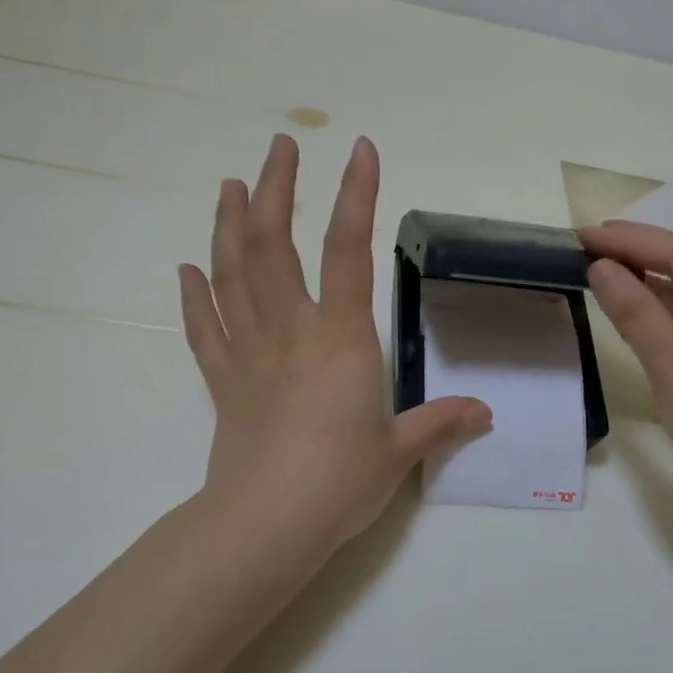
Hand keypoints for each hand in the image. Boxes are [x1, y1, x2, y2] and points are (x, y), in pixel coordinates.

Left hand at [179, 135, 491, 578]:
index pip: (348, 252)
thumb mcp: (399, 450)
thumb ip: (440, 422)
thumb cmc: (339, 482)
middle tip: (279, 147)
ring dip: (230, 225)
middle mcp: (290, 331)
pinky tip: (188, 268)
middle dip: (278, 190)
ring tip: (231, 185)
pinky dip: (195, 296)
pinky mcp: (223, 382)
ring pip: (232, 275)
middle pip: (274, 246)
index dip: (356, 197)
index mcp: (340, 338)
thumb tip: (484, 412)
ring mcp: (249, 354)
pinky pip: (204, 329)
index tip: (360, 150)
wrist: (265, 525)